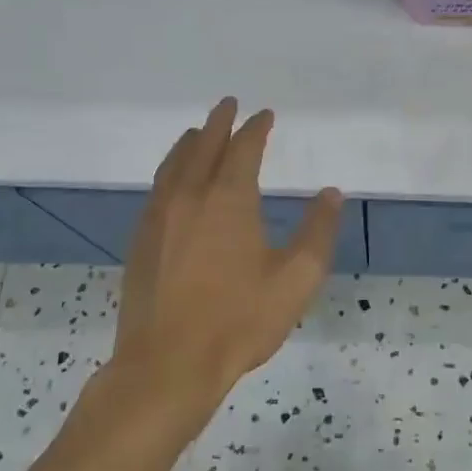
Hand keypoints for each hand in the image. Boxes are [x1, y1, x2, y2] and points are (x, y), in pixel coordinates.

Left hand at [107, 98, 342, 427]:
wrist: (167, 366)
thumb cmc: (239, 321)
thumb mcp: (296, 279)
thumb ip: (318, 232)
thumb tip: (331, 194)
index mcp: (229, 200)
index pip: (243, 148)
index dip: (256, 128)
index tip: (265, 115)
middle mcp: (189, 197)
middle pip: (203, 147)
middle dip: (219, 122)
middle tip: (228, 105)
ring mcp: (159, 218)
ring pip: (173, 165)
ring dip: (189, 143)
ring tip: (197, 132)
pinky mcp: (140, 241)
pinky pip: (157, 189)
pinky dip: (170, 170)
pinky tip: (173, 182)